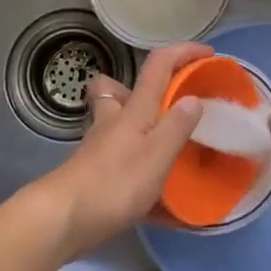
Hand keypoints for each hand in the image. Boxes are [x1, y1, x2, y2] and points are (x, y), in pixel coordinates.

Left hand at [34, 42, 209, 260]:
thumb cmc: (114, 183)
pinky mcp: (93, 172)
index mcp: (134, 109)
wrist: (63, 219)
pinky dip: (139, 173)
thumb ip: (177, 127)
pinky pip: (120, 161)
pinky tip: (160, 205)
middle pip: (119, 89)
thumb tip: (193, 98)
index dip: (183, 52)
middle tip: (172, 108)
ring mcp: (99, 146)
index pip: (159, 64)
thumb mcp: (156, 155)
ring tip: (168, 151)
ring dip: (140, 129)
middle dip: (145, 91)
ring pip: (117, 123)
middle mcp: (114, 119)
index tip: (208, 53)